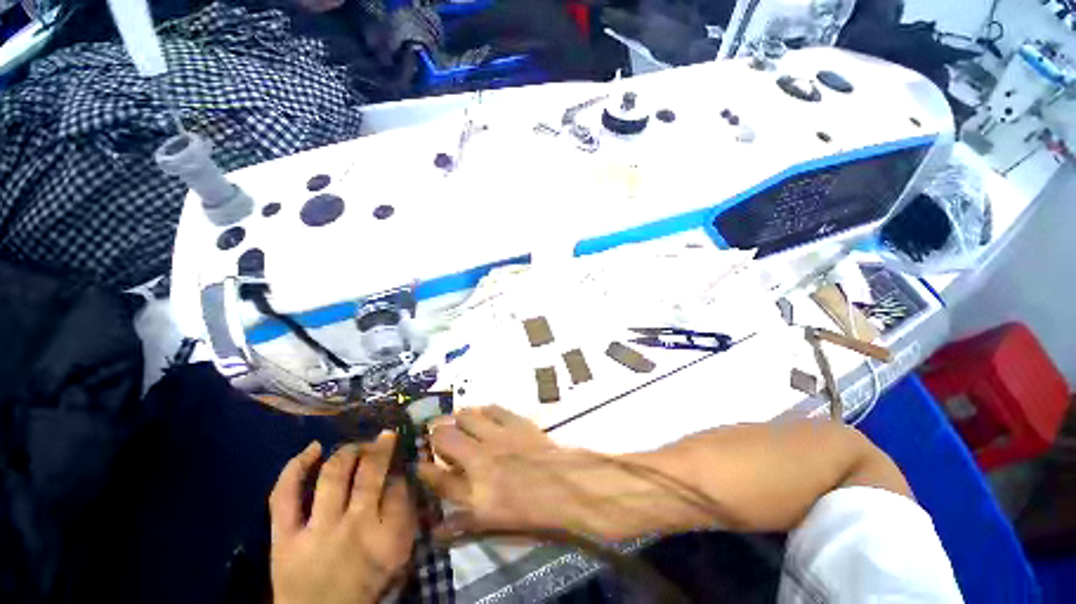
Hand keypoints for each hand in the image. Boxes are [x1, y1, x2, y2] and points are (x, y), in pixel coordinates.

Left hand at [269, 433, 416, 603]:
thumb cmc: (364, 586)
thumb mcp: (398, 557)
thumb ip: (405, 517)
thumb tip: (402, 480)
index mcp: (387, 536)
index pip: (400, 486)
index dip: (400, 469)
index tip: (399, 465)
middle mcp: (355, 526)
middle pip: (371, 473)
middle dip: (380, 448)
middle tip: (384, 437)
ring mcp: (317, 530)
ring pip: (334, 474)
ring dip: (348, 451)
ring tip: (356, 446)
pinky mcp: (284, 537)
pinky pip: (285, 495)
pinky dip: (296, 467)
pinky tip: (313, 448)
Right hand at [418, 406, 639, 538]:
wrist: (567, 486)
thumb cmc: (534, 512)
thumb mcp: (497, 526)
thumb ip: (465, 525)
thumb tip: (438, 530)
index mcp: (474, 491)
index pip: (437, 477)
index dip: (423, 469)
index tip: (417, 463)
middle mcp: (480, 459)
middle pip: (445, 437)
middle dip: (435, 434)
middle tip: (436, 435)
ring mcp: (498, 436)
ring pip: (466, 416)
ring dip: (457, 417)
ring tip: (457, 420)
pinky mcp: (515, 422)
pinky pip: (492, 408)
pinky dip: (483, 409)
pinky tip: (483, 412)